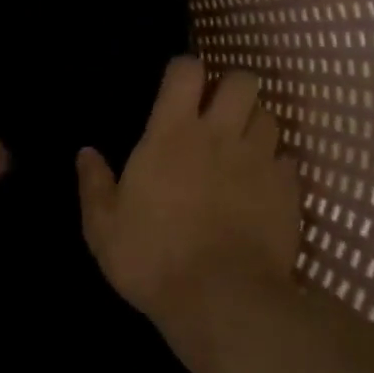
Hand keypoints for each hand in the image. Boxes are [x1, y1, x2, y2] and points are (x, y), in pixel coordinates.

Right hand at [76, 57, 300, 328]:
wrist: (224, 302)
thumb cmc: (154, 259)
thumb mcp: (105, 228)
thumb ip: (94, 184)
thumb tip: (85, 152)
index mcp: (173, 133)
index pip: (187, 70)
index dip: (185, 70)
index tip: (178, 88)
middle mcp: (220, 134)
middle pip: (242, 80)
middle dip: (231, 87)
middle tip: (217, 112)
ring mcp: (259, 160)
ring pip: (269, 116)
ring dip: (255, 124)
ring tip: (242, 147)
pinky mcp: (287, 191)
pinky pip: (287, 160)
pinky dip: (275, 166)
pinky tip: (263, 186)